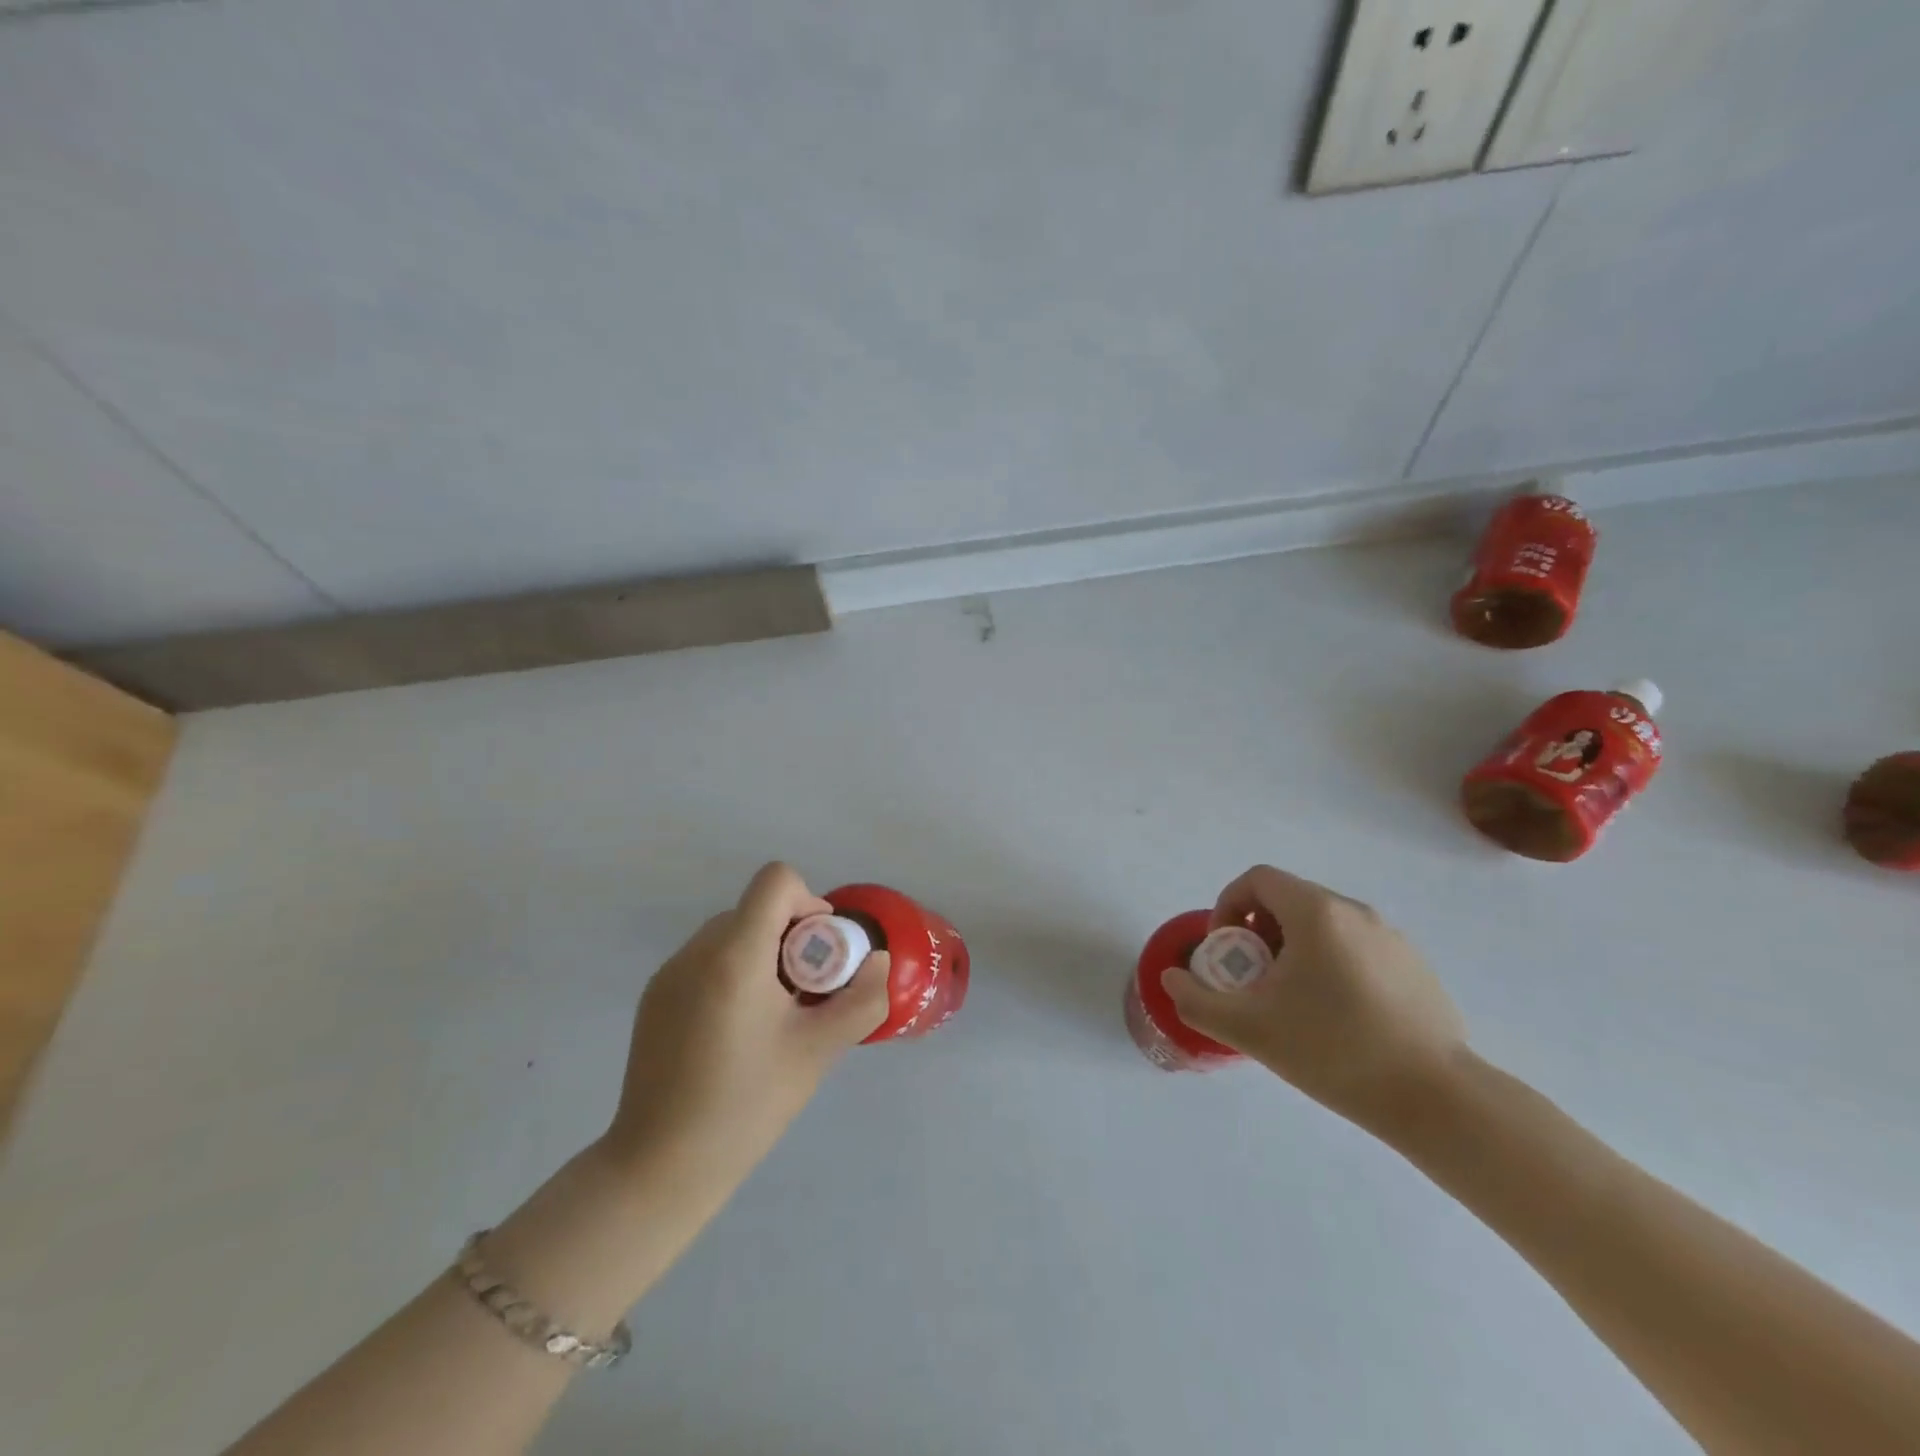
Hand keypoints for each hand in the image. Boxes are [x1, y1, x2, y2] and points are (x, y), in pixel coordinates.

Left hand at [601, 863, 889, 1187]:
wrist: (659, 1167)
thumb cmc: (747, 1106)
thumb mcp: (818, 1051)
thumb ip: (861, 999)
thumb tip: (877, 962)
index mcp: (735, 955)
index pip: (776, 881)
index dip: (809, 902)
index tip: (820, 953)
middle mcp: (696, 951)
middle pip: (755, 908)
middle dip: (791, 937)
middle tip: (804, 994)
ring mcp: (668, 973)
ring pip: (730, 933)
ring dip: (762, 955)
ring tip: (772, 1017)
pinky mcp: (654, 997)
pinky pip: (705, 960)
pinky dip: (732, 973)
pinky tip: (735, 1032)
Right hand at [1163, 865, 1466, 1135]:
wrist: (1437, 1099)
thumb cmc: (1334, 1051)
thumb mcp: (1249, 1029)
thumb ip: (1197, 1000)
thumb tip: (1171, 979)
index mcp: (1316, 912)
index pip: (1257, 879)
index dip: (1228, 905)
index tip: (1226, 950)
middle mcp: (1356, 911)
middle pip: (1289, 900)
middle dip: (1258, 932)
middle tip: (1253, 980)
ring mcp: (1392, 937)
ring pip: (1324, 925)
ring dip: (1294, 950)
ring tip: (1293, 1002)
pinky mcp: (1415, 966)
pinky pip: (1356, 948)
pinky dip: (1331, 965)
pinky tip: (1338, 1018)